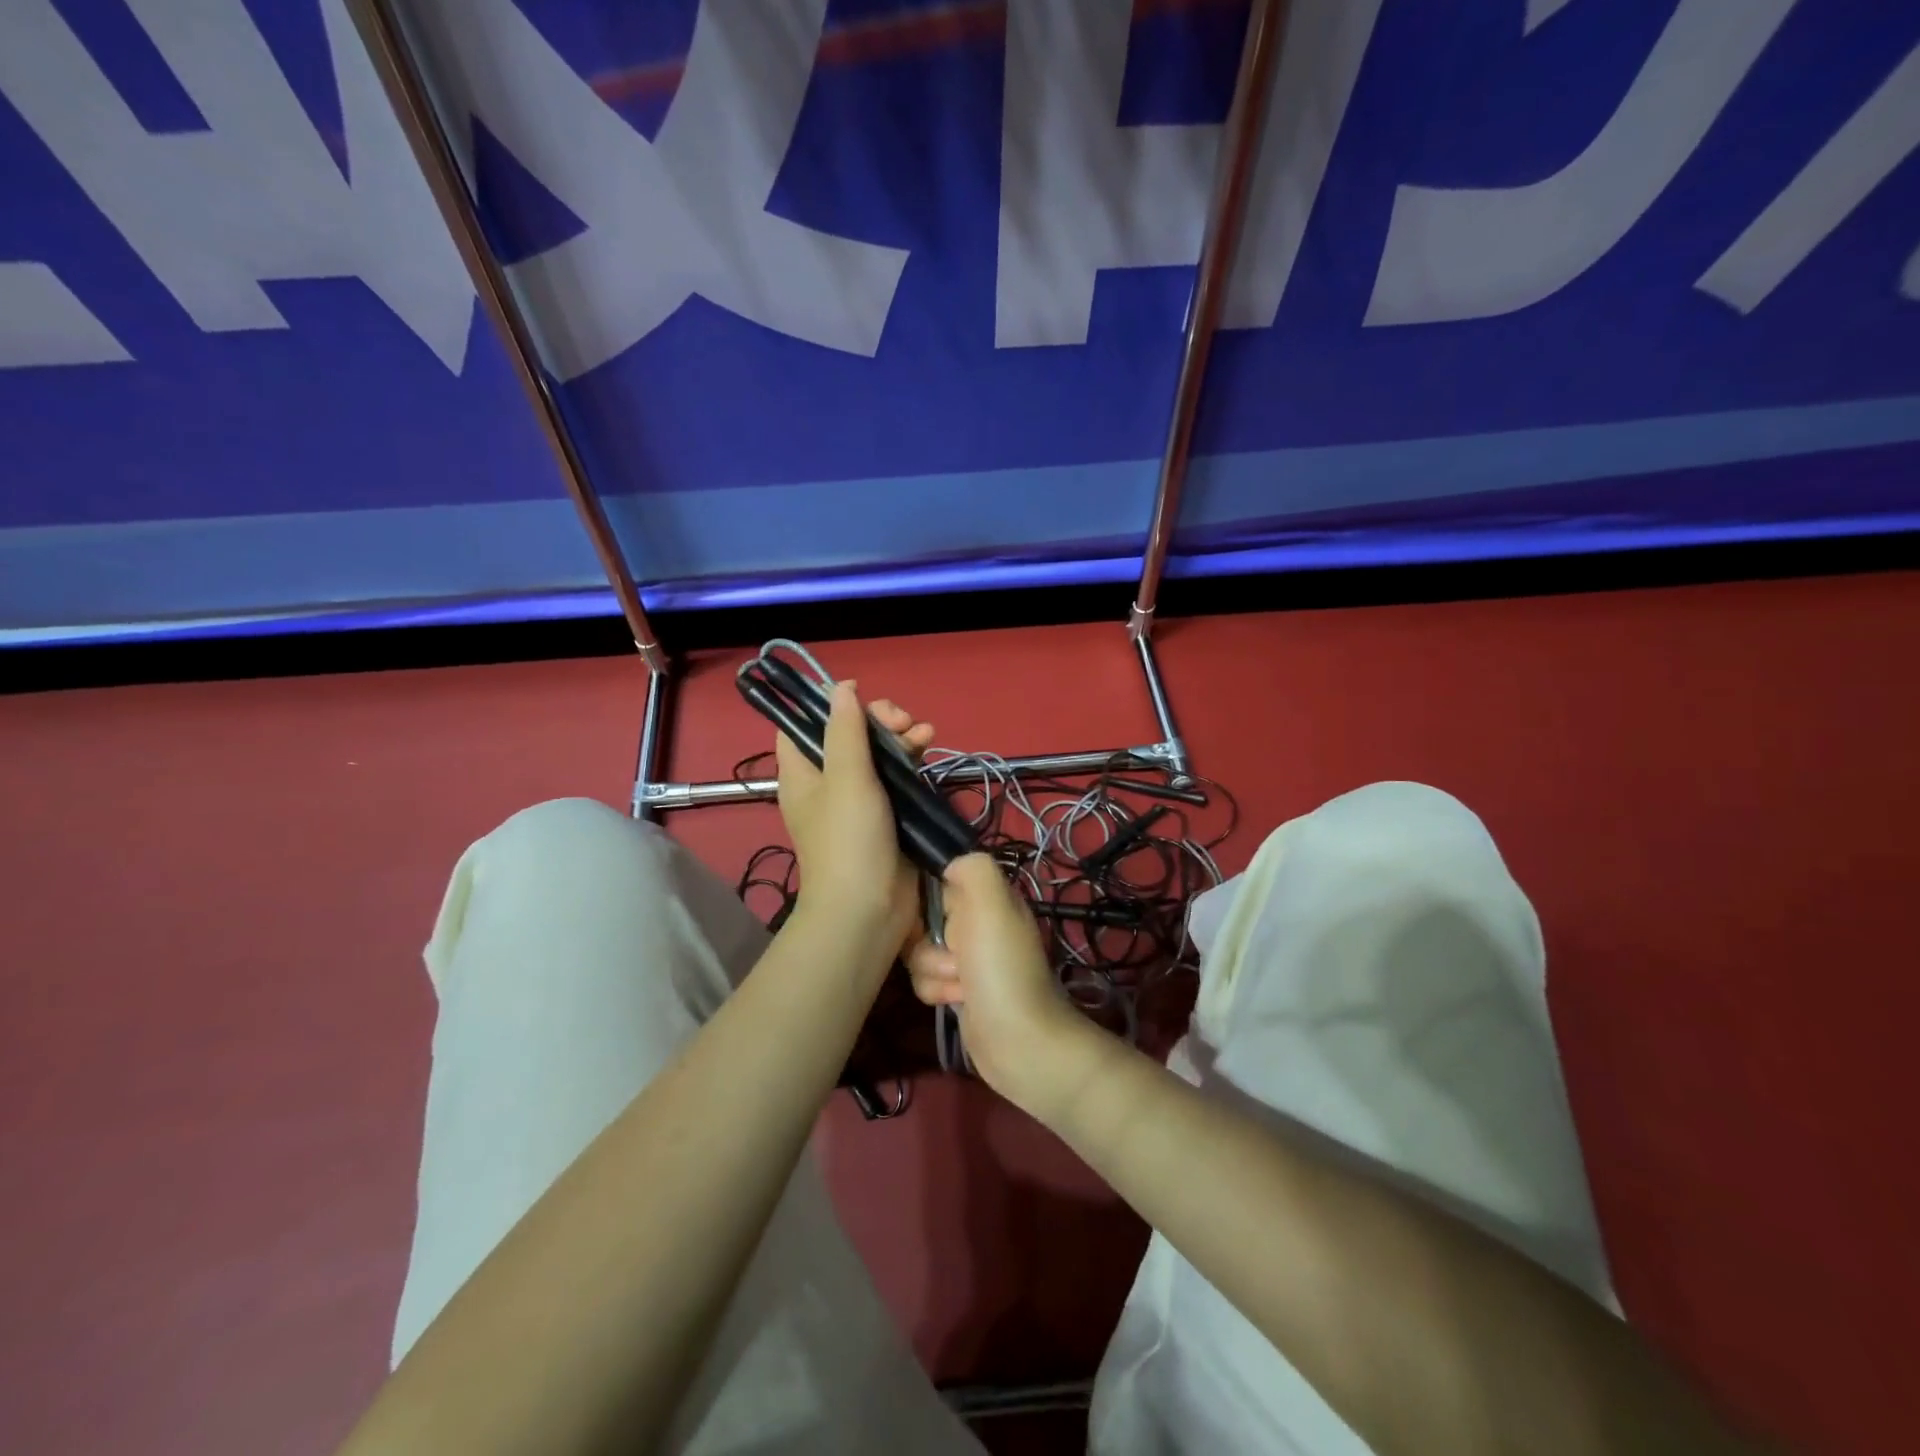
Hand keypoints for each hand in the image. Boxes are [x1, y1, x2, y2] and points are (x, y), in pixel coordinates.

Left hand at [776, 682, 933, 954]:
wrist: (868, 911)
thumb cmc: (848, 841)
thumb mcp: (846, 778)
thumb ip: (846, 730)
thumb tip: (841, 688)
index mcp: (803, 773)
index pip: (802, 726)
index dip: (827, 705)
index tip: (858, 696)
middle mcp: (827, 783)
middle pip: (848, 735)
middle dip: (876, 720)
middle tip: (901, 721)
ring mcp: (858, 800)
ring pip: (877, 754)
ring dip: (900, 737)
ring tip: (925, 732)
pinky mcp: (887, 815)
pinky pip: (896, 777)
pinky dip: (911, 760)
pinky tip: (930, 747)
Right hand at [905, 854, 1097, 1116]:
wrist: (1018, 1040)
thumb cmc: (1002, 968)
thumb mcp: (993, 905)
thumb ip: (972, 869)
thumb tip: (948, 864)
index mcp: (989, 896)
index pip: (938, 878)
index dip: (926, 896)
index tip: (930, 914)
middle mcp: (978, 922)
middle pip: (922, 916)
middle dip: (927, 939)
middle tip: (955, 955)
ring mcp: (967, 957)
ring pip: (918, 950)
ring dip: (933, 969)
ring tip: (961, 984)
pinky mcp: (957, 988)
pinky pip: (924, 978)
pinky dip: (935, 990)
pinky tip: (956, 1001)